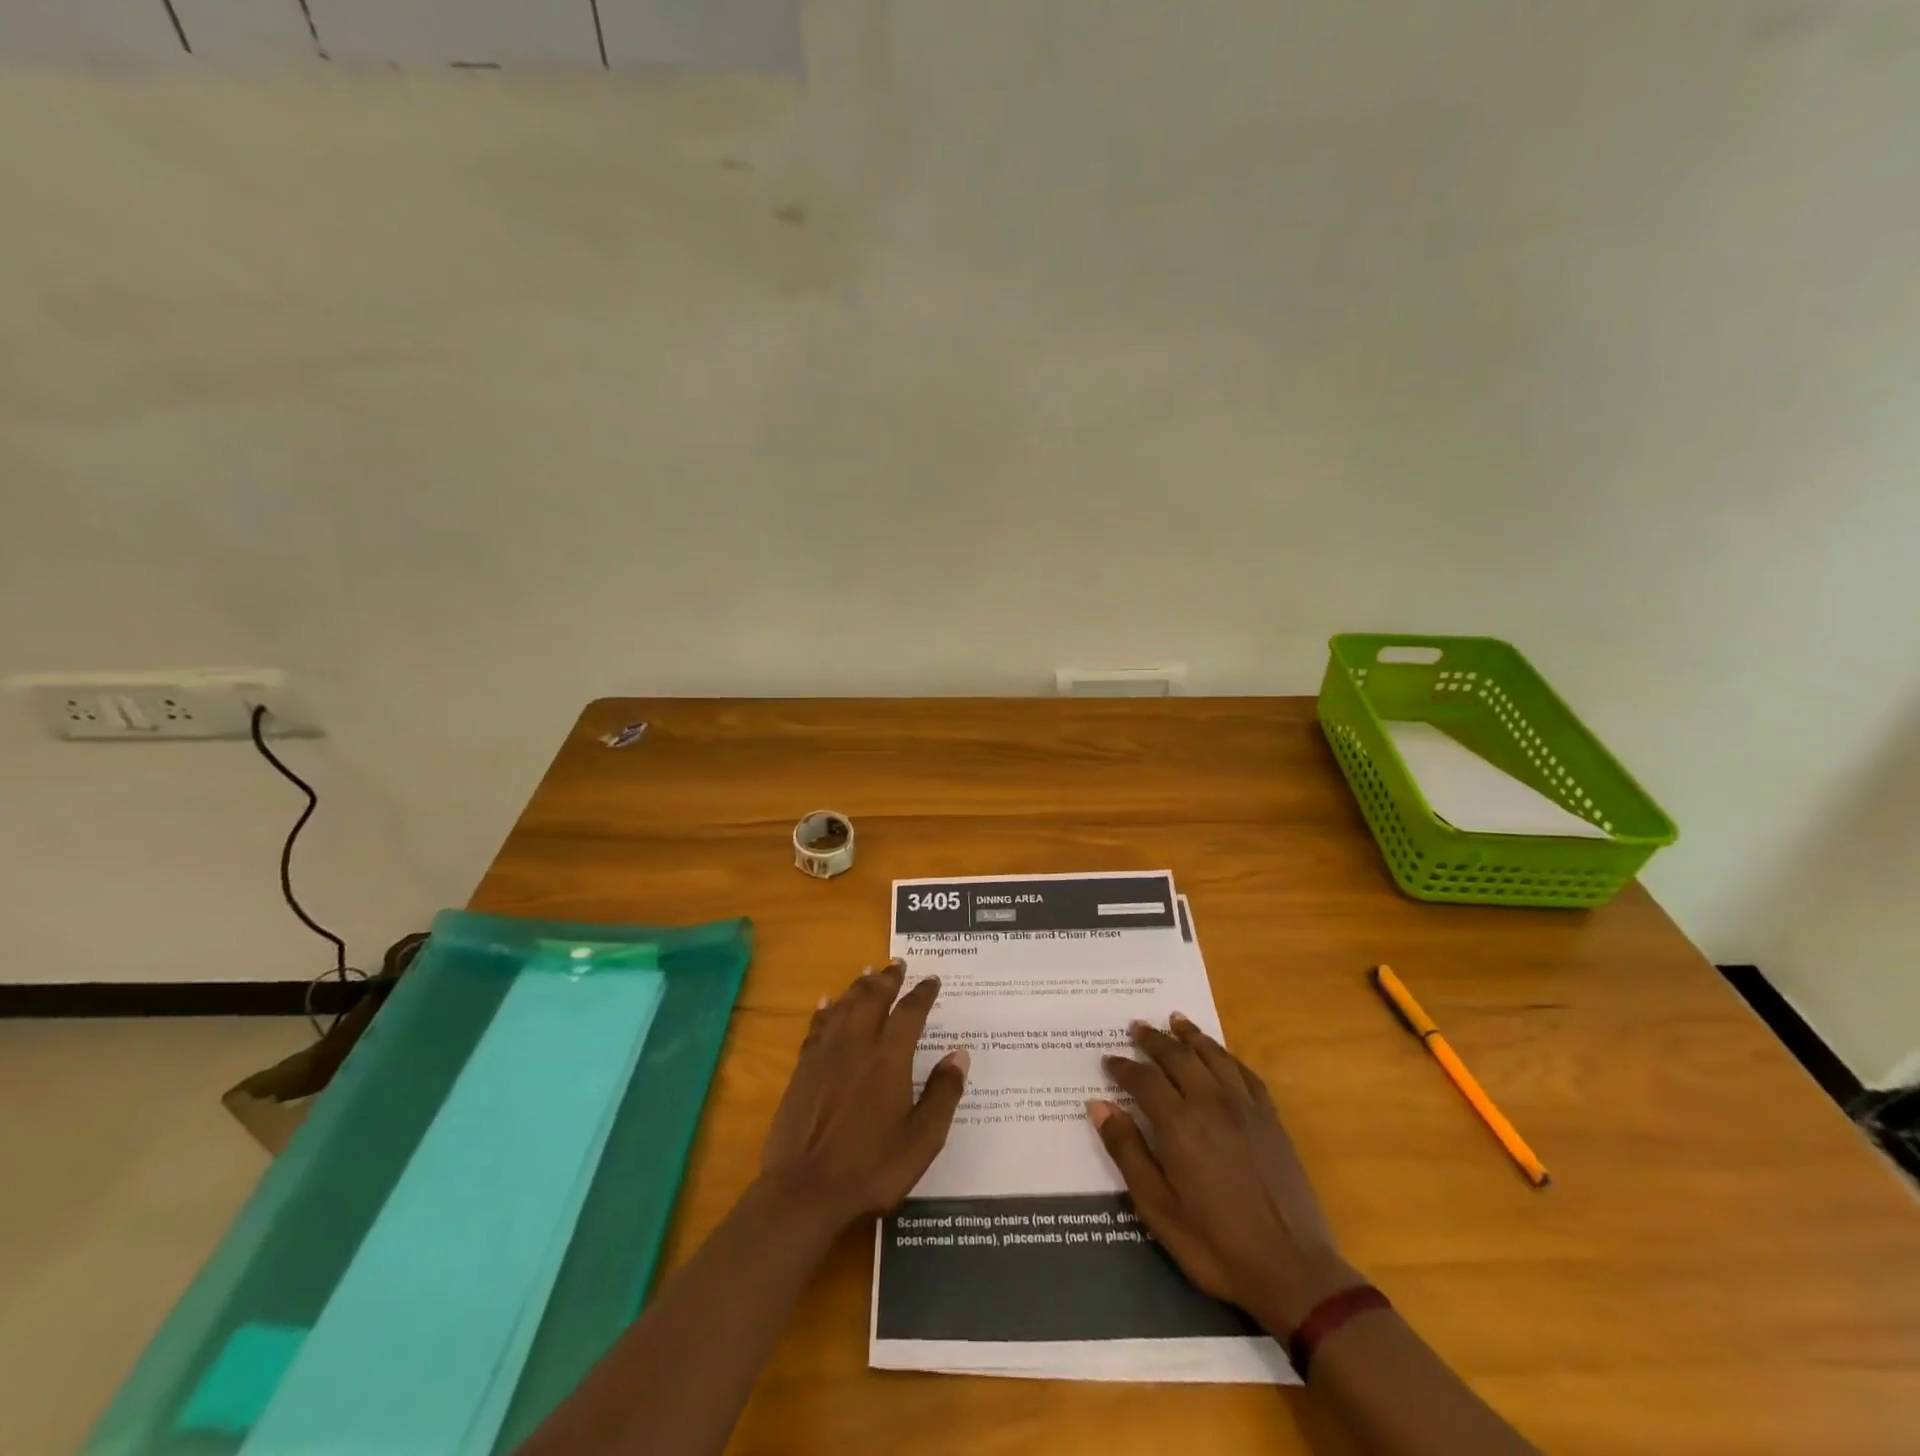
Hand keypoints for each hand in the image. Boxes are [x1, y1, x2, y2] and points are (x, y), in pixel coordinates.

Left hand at [760, 959, 969, 1230]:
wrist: (804, 1191)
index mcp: (890, 1060)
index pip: (910, 1013)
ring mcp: (826, 1055)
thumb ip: (942, 1094)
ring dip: (859, 986)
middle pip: (873, 999)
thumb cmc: (871, 1169)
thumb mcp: (921, 1140)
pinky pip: (817, 1025)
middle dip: (888, 979)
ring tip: (868, 972)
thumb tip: (959, 1054)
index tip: (932, 979)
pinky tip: (827, 1001)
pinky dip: (825, 1008)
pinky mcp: (803, 1068)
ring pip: (845, 1006)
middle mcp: (858, 1046)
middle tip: (897, 963)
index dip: (922, 993)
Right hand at [1089, 1014, 1360, 1334]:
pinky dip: (1226, 1054)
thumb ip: (1128, 1152)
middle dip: (1153, 1040)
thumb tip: (1099, 1106)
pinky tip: (1219, 1052)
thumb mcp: (1158, 1209)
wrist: (1293, 1272)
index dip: (1123, 1067)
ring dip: (1190, 1035)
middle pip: (1177, 1057)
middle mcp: (1210, 1103)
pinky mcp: (1270, 1119)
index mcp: (1179, 1125)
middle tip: (1136, 1027)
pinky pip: (1244, 1072)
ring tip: (1174, 1020)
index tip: (1109, 1060)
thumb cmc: (1216, 1246)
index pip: (1143, 1080)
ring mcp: (1245, 1107)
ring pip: (1212, 1055)